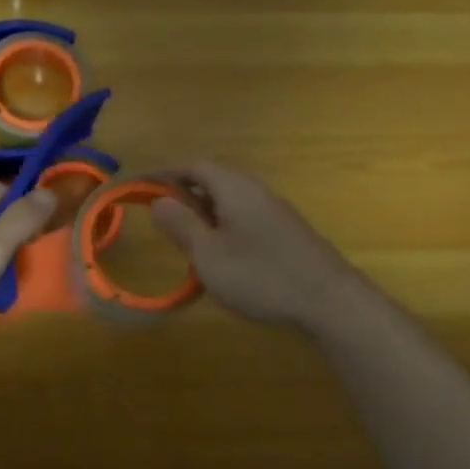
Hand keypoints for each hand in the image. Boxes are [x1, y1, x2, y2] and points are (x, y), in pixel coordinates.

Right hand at [150, 162, 369, 329]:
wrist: (330, 302)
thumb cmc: (261, 275)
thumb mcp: (208, 254)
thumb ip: (181, 224)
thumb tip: (158, 200)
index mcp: (233, 187)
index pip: (192, 166)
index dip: (163, 175)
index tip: (139, 189)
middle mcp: (255, 190)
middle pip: (212, 179)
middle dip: (183, 194)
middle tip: (161, 217)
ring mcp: (275, 211)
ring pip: (229, 200)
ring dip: (204, 212)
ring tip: (187, 240)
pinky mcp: (286, 232)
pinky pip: (244, 217)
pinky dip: (223, 227)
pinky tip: (222, 256)